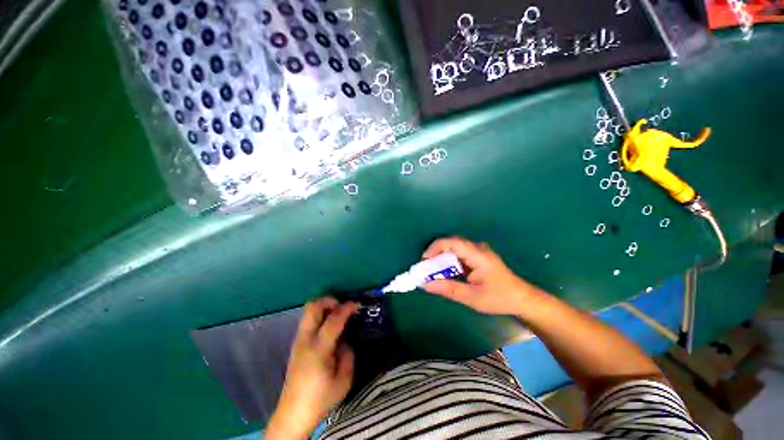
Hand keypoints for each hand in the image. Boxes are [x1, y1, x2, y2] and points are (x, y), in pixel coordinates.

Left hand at [267, 298, 358, 439]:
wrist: (293, 414)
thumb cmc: (320, 399)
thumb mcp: (343, 381)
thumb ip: (348, 355)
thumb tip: (345, 341)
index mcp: (318, 349)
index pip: (333, 319)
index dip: (346, 308)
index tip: (356, 304)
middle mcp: (305, 340)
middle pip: (313, 307)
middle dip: (330, 300)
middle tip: (342, 306)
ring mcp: (298, 341)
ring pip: (308, 311)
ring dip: (324, 306)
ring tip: (337, 314)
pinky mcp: (296, 344)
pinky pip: (308, 320)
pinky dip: (319, 315)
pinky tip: (329, 327)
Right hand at [423, 237, 537, 315]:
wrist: (522, 299)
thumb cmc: (499, 298)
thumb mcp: (472, 297)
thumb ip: (448, 289)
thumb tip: (426, 285)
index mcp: (477, 255)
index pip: (452, 242)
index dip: (435, 248)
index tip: (424, 261)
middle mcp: (478, 248)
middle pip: (452, 243)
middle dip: (436, 253)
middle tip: (427, 267)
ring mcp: (479, 251)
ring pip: (455, 248)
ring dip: (443, 258)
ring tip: (434, 271)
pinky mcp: (479, 256)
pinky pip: (460, 254)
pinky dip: (450, 261)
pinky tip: (447, 272)